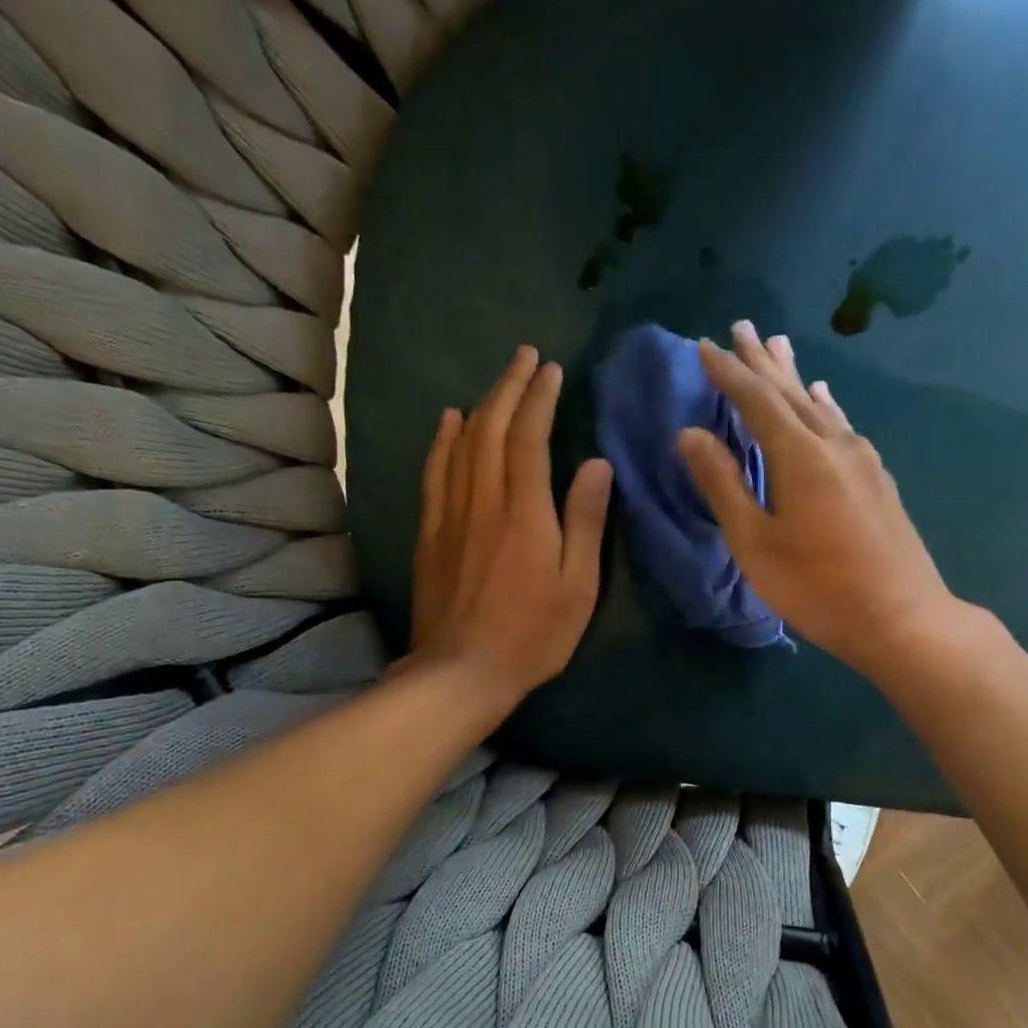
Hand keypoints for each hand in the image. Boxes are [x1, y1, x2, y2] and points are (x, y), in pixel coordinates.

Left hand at [410, 346, 612, 702]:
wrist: (462, 671)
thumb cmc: (533, 634)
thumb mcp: (578, 586)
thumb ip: (586, 521)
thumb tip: (597, 464)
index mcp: (525, 511)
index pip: (529, 437)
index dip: (540, 398)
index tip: (552, 370)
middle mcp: (483, 500)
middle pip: (491, 428)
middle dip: (510, 386)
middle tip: (526, 357)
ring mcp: (451, 514)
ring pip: (461, 443)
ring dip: (480, 405)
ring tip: (498, 381)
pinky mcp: (430, 533)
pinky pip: (435, 472)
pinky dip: (442, 440)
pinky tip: (448, 421)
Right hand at [680, 321, 970, 680]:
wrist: (902, 617)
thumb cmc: (817, 587)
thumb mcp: (756, 542)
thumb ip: (723, 485)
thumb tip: (689, 434)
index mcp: (798, 455)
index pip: (755, 399)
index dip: (727, 372)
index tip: (704, 345)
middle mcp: (833, 444)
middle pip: (790, 392)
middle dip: (761, 361)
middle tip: (741, 327)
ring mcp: (863, 460)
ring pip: (820, 405)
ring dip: (794, 377)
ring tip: (779, 347)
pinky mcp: (879, 480)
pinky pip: (842, 426)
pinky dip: (825, 406)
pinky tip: (825, 400)